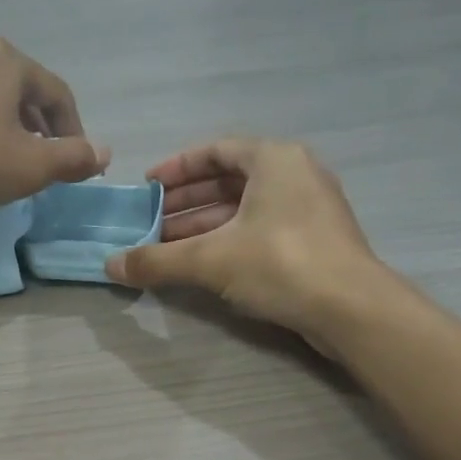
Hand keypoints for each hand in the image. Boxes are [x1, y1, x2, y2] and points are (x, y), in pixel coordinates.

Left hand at [0, 35, 108, 211]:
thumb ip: (73, 158)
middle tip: (40, 158)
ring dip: (0, 118)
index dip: (73, 129)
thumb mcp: (29, 167)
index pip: (57, 93)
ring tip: (0, 152)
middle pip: (19, 86)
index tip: (75, 160)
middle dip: (36, 123)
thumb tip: (105, 152)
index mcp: (7, 60)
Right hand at [106, 139, 388, 348]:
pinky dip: (230, 240)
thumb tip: (109, 265)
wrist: (352, 309)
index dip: (176, 168)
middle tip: (151, 223)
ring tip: (168, 247)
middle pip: (229, 180)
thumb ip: (158, 260)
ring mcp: (309, 208)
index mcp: (274, 159)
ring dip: (205, 225)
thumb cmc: (280, 263)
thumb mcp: (211, 259)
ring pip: (245, 208)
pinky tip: (204, 264)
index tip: (146, 188)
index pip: (215, 150)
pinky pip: (262, 229)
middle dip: (186, 202)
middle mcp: (295, 174)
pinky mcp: (316, 241)